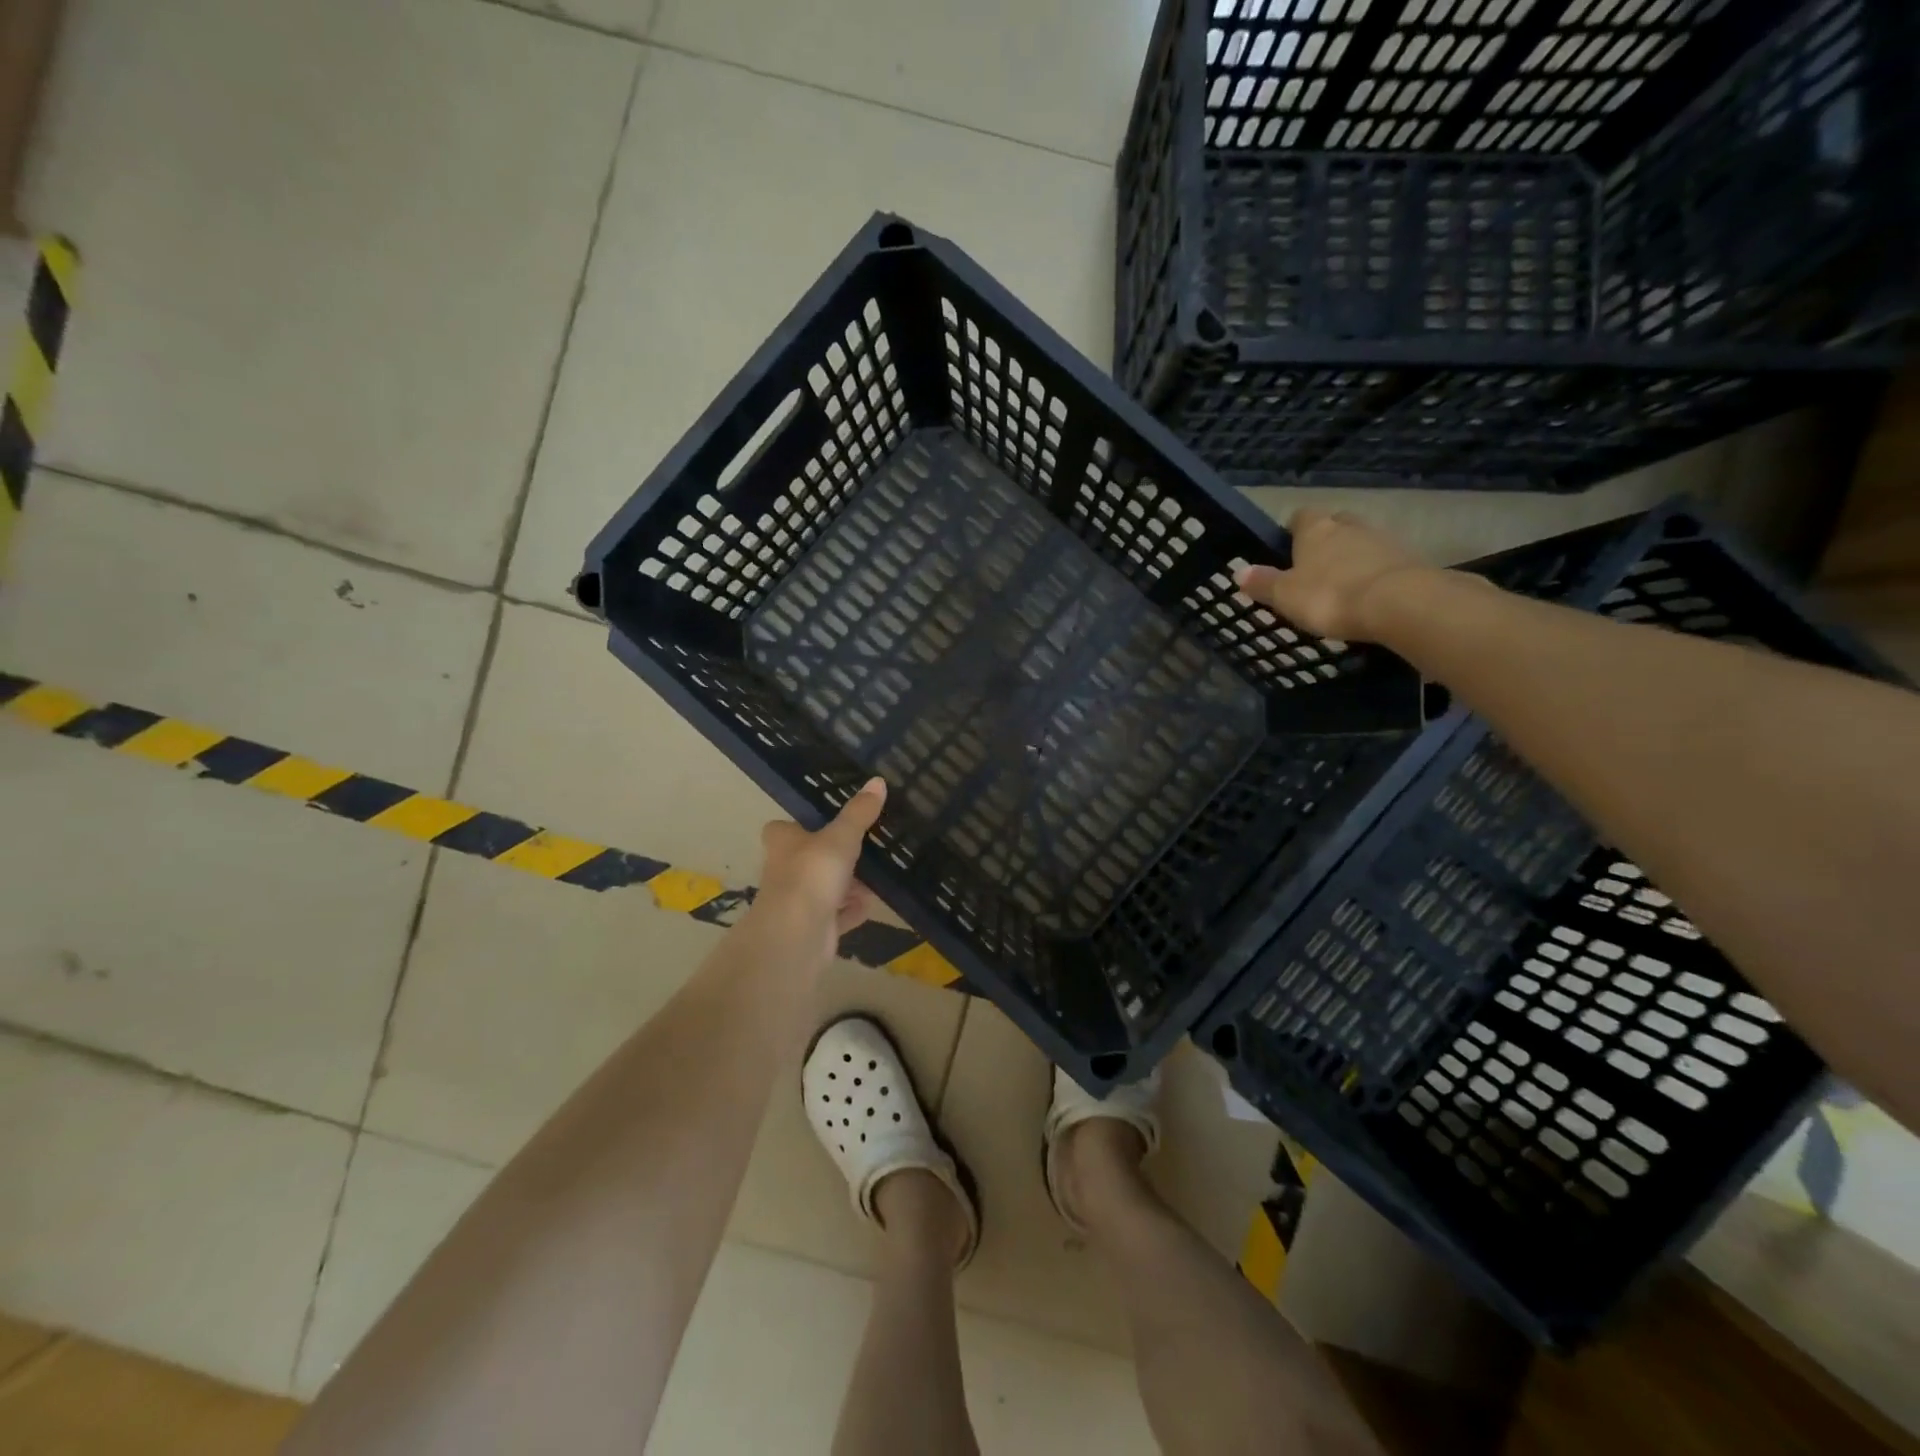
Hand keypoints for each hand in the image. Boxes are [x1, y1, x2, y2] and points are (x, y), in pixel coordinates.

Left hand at [749, 777, 885, 961]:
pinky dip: (851, 910)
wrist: (797, 936)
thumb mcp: (841, 837)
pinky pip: (837, 914)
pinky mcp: (814, 927)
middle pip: (812, 858)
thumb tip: (877, 780)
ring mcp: (799, 900)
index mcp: (783, 842)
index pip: (784, 828)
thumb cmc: (812, 874)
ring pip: (826, 887)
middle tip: (867, 848)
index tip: (829, 822)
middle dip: (838, 857)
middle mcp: (786, 870)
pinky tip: (870, 906)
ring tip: (876, 878)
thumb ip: (859, 813)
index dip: (804, 825)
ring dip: (849, 885)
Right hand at [1234, 509, 1435, 642]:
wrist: (1399, 603)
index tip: (1287, 550)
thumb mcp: (1285, 595)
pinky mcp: (1408, 559)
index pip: (1300, 517)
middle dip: (1325, 540)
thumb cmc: (1330, 596)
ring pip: (1360, 541)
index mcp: (1315, 529)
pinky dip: (1373, 573)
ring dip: (1351, 557)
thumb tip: (1239, 571)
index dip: (1292, 531)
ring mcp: (1382, 539)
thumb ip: (1263, 583)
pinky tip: (1367, 594)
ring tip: (1341, 584)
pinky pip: (1383, 561)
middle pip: (1334, 525)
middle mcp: (1348, 525)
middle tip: (1315, 566)